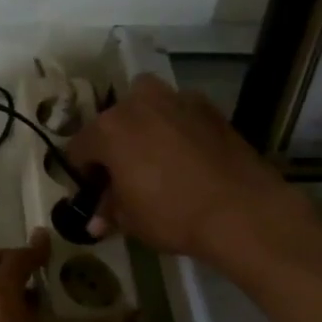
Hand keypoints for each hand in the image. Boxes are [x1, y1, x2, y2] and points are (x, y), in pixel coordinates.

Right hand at [64, 73, 321, 278]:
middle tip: (124, 174)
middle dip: (113, 145)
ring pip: (147, 105)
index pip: (79, 149)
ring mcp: (176, 100)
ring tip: (154, 157)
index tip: (94, 193)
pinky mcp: (209, 108)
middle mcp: (137, 104)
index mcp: (108, 129)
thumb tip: (97, 221)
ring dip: (144, 125)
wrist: (242, 211)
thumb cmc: (172, 214)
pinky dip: (176, 127)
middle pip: (112, 121)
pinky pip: (179, 112)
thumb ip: (109, 211)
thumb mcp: (130, 220)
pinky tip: (186, 155)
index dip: (83, 173)